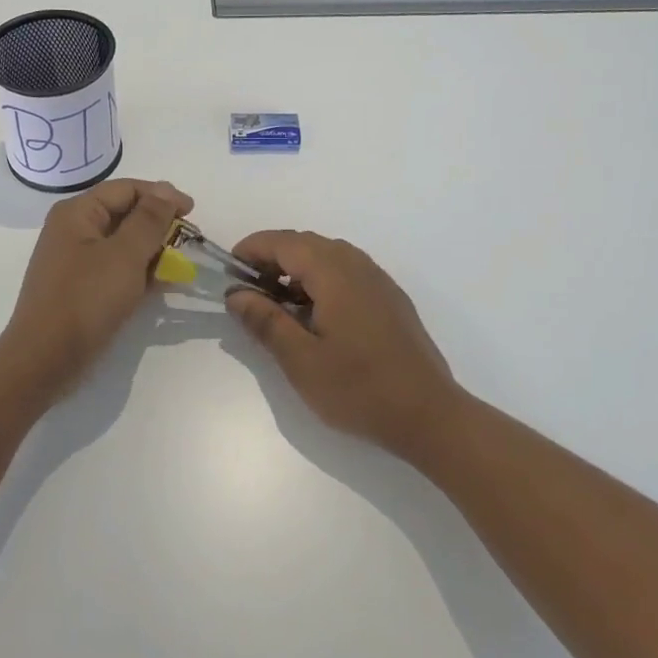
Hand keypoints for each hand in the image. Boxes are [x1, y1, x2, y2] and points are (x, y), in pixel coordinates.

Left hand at [0, 179, 193, 396]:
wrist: (45, 360)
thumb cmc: (86, 300)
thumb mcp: (125, 255)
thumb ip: (149, 219)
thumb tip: (167, 189)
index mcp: (77, 213)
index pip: (126, 189)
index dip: (162, 196)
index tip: (193, 212)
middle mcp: (73, 230)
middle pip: (123, 213)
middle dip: (158, 224)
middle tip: (189, 241)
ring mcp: (75, 260)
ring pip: (122, 243)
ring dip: (152, 250)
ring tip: (179, 265)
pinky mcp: (80, 288)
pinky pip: (115, 268)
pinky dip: (138, 271)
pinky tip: (161, 284)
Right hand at [225, 230, 468, 459]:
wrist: (429, 415)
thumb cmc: (359, 389)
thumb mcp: (301, 360)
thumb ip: (266, 321)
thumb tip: (237, 294)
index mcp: (334, 273)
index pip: (284, 242)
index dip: (252, 249)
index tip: (229, 271)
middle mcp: (358, 265)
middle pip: (306, 243)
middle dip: (272, 258)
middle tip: (248, 290)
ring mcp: (378, 281)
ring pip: (328, 256)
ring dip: (297, 268)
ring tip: (277, 303)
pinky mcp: (390, 299)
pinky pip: (347, 272)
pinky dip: (321, 279)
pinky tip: (315, 315)